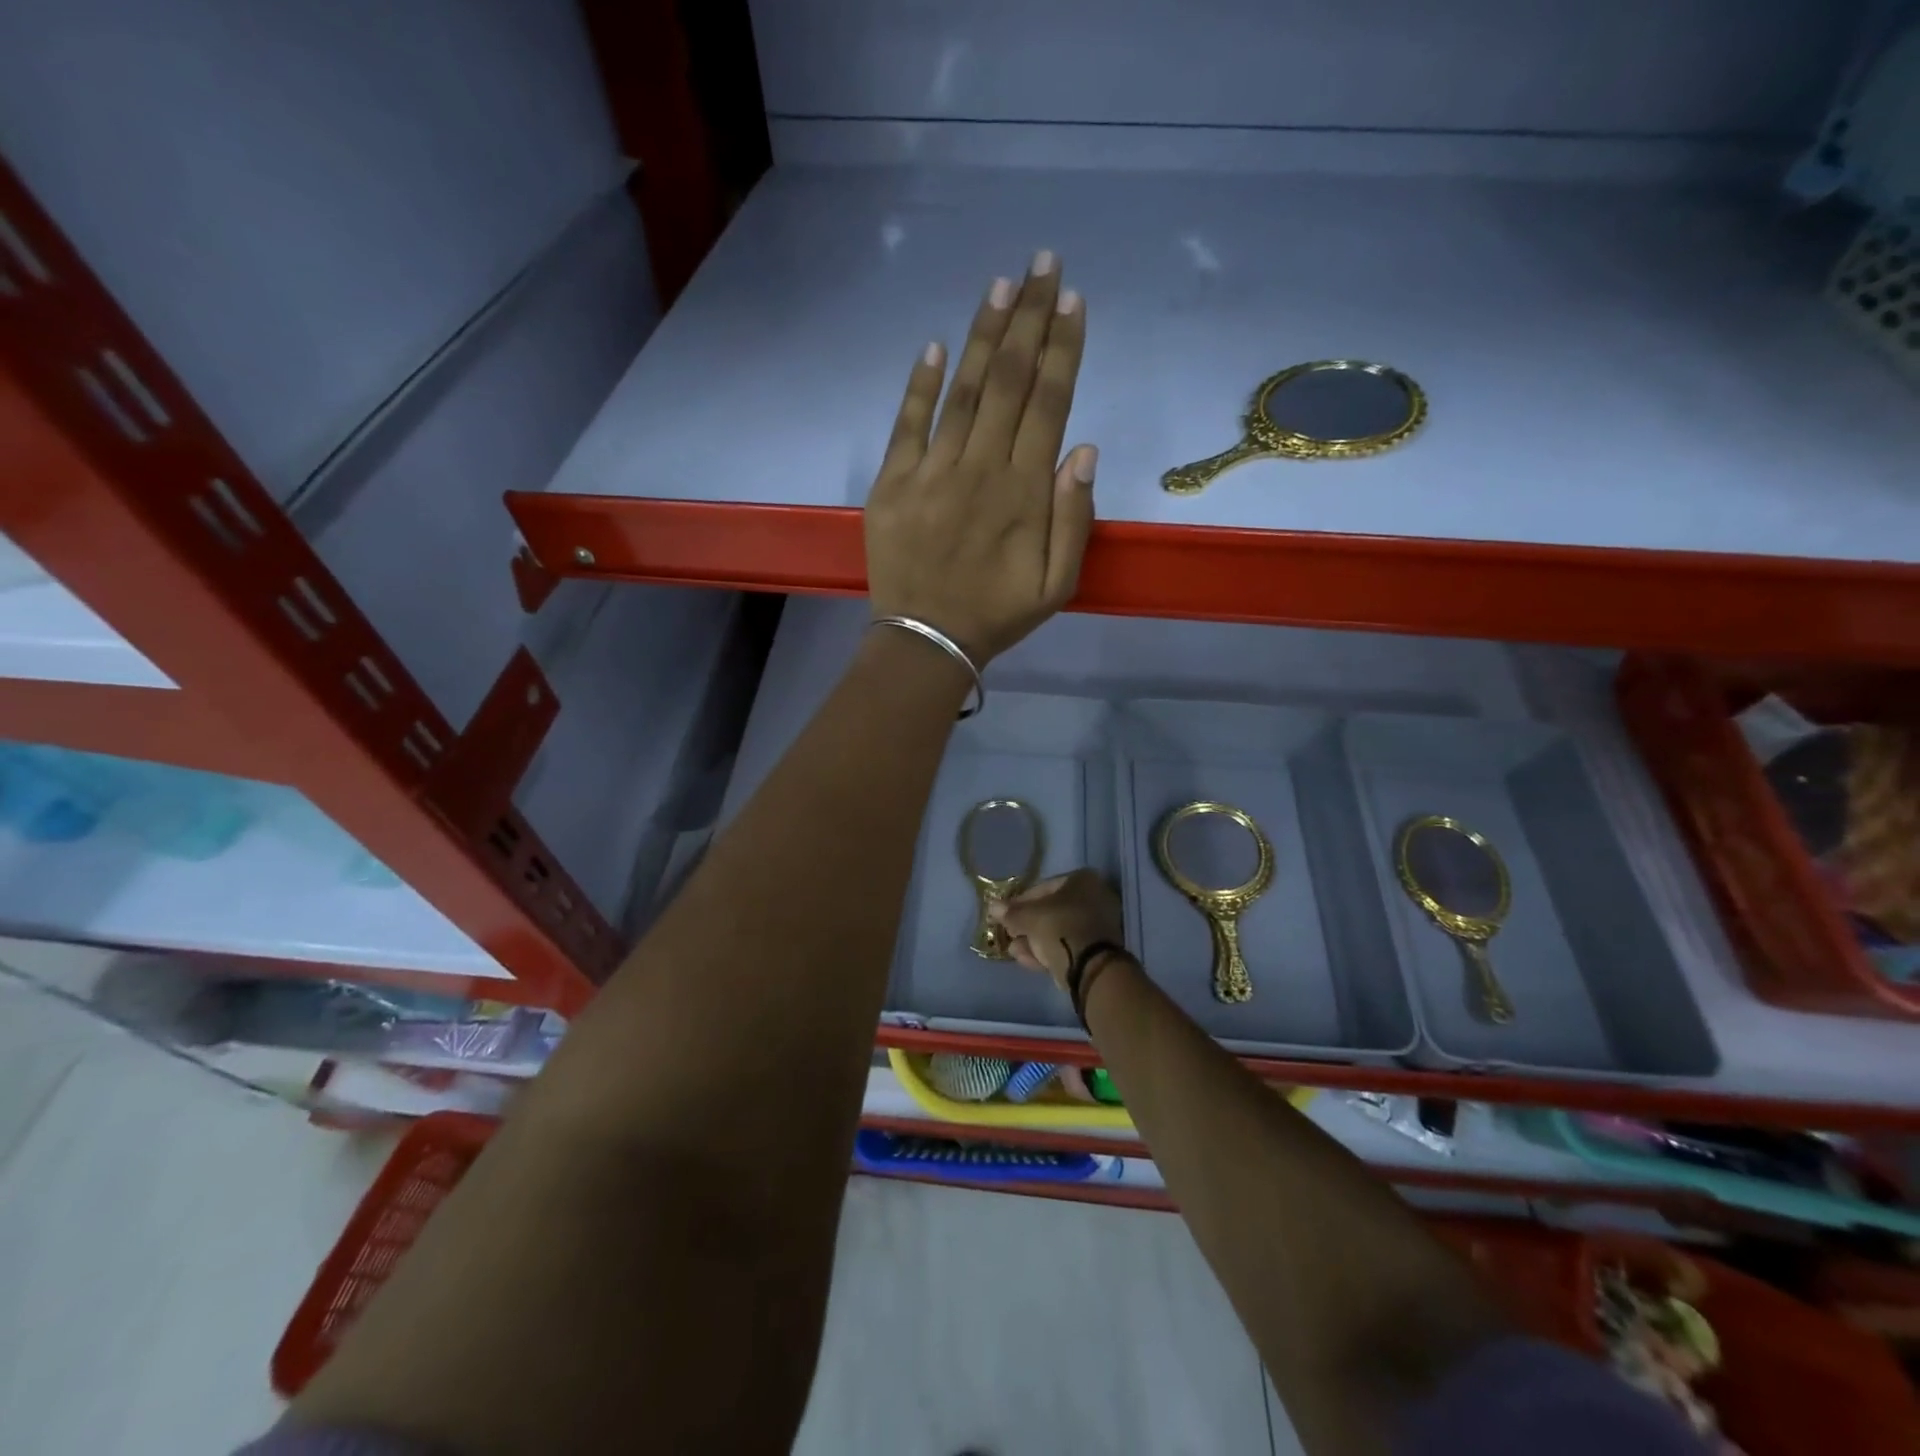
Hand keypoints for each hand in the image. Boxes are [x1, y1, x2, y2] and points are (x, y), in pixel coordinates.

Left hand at [865, 252, 1096, 664]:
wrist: (926, 640)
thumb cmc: (997, 614)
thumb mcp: (1057, 583)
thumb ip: (1074, 517)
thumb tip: (1083, 449)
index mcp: (1024, 493)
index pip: (1049, 404)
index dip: (1061, 350)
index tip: (1073, 302)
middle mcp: (980, 470)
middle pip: (1008, 382)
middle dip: (1029, 319)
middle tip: (1043, 265)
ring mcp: (931, 473)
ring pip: (962, 392)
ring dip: (983, 336)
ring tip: (1001, 285)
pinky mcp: (892, 484)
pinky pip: (907, 424)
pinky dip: (920, 384)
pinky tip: (935, 345)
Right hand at [989, 869, 1124, 989]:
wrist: (1090, 967)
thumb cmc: (1060, 927)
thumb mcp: (1029, 918)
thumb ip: (1011, 912)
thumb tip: (993, 906)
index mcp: (1084, 881)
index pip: (1044, 887)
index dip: (1021, 901)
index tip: (1005, 913)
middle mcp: (1096, 898)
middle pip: (1053, 910)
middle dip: (1028, 923)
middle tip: (1009, 932)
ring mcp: (1099, 926)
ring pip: (1059, 931)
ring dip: (1034, 939)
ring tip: (1013, 950)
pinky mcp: (1098, 951)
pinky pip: (1067, 946)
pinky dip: (1048, 951)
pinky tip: (1025, 959)